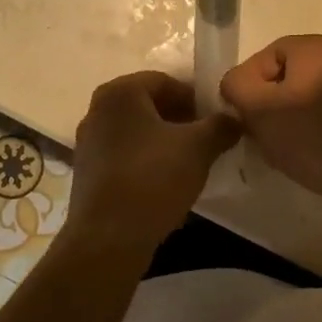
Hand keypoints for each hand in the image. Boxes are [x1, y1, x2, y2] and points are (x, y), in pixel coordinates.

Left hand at [65, 71, 239, 253]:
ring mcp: (88, 142)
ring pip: (137, 132)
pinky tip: (163, 185)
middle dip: (180, 121)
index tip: (215, 123)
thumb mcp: (198, 148)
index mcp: (120, 92)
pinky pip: (124, 155)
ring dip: (164, 143)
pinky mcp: (86, 172)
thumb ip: (221, 126)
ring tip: (188, 166)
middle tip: (206, 143)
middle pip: (150, 105)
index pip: (166, 82)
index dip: (195, 100)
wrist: (107, 240)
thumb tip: (235, 118)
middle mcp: (98, 109)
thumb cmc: (152, 179)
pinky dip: (145, 162)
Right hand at [219, 34, 321, 206]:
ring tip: (287, 145)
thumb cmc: (312, 138)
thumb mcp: (259, 109)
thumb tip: (236, 83)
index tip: (245, 116)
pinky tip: (314, 151)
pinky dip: (319, 126)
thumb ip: (237, 86)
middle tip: (262, 131)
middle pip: (289, 75)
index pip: (265, 57)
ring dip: (294, 115)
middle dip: (271, 102)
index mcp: (315, 47)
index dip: (248, 86)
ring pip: (311, 93)